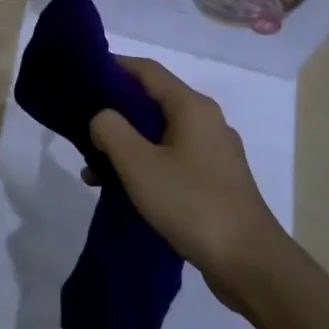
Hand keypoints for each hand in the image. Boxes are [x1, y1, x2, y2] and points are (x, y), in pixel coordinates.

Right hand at [87, 56, 289, 303]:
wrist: (248, 262)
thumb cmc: (191, 203)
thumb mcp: (139, 164)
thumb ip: (111, 130)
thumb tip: (102, 117)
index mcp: (192, 107)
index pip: (146, 70)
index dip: (113, 66)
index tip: (80, 75)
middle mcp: (206, 121)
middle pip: (152, 102)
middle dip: (113, 112)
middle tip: (79, 126)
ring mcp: (212, 152)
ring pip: (158, 135)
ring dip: (125, 145)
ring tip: (92, 169)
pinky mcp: (213, 180)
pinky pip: (170, 159)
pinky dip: (143, 165)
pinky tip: (120, 190)